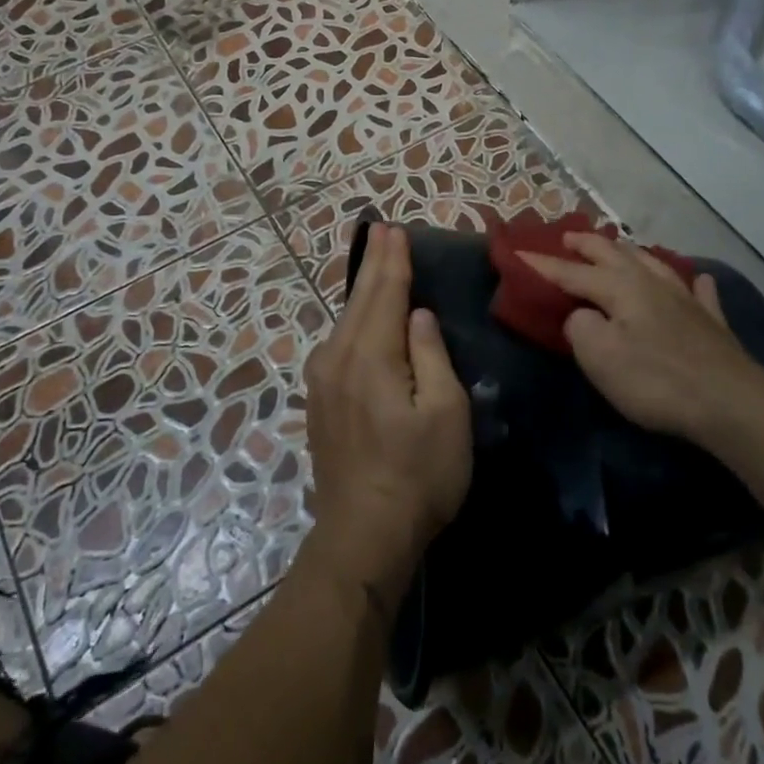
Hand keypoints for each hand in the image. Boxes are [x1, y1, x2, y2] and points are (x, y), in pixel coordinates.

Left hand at [302, 224, 472, 610]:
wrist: (363, 534)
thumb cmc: (418, 474)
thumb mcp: (445, 413)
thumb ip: (430, 355)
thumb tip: (417, 315)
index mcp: (371, 356)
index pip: (385, 294)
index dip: (394, 261)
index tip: (395, 229)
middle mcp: (338, 358)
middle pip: (360, 300)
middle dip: (374, 264)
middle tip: (381, 230)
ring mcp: (322, 381)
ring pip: (344, 321)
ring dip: (362, 289)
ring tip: (374, 263)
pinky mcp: (319, 402)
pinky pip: (338, 343)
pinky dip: (352, 319)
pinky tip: (358, 316)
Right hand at [519, 233, 763, 446]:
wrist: (729, 401)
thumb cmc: (655, 379)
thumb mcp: (599, 356)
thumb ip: (579, 327)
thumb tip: (580, 316)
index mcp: (620, 288)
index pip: (573, 273)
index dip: (544, 265)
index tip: (519, 255)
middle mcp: (652, 282)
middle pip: (614, 254)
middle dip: (587, 244)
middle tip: (568, 237)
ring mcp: (686, 299)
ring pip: (653, 263)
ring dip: (629, 252)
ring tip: (617, 247)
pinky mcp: (711, 321)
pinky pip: (699, 291)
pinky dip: (692, 282)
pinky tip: (696, 280)